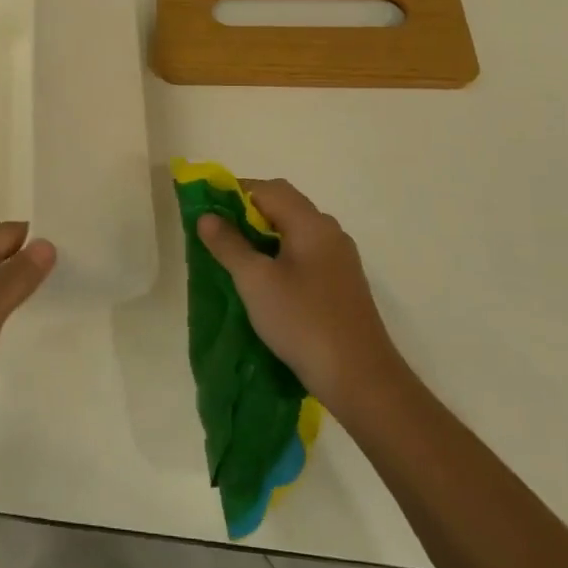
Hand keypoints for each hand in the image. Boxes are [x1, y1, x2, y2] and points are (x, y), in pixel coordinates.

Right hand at [197, 179, 403, 414]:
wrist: (360, 378)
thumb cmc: (302, 321)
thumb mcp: (255, 281)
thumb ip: (229, 244)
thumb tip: (207, 216)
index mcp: (311, 222)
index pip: (268, 188)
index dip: (235, 192)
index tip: (208, 208)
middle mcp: (330, 231)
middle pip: (285, 204)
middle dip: (249, 212)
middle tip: (219, 232)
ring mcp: (340, 257)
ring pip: (296, 230)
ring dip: (265, 234)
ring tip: (237, 256)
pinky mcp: (343, 282)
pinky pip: (307, 252)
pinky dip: (282, 253)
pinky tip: (267, 280)